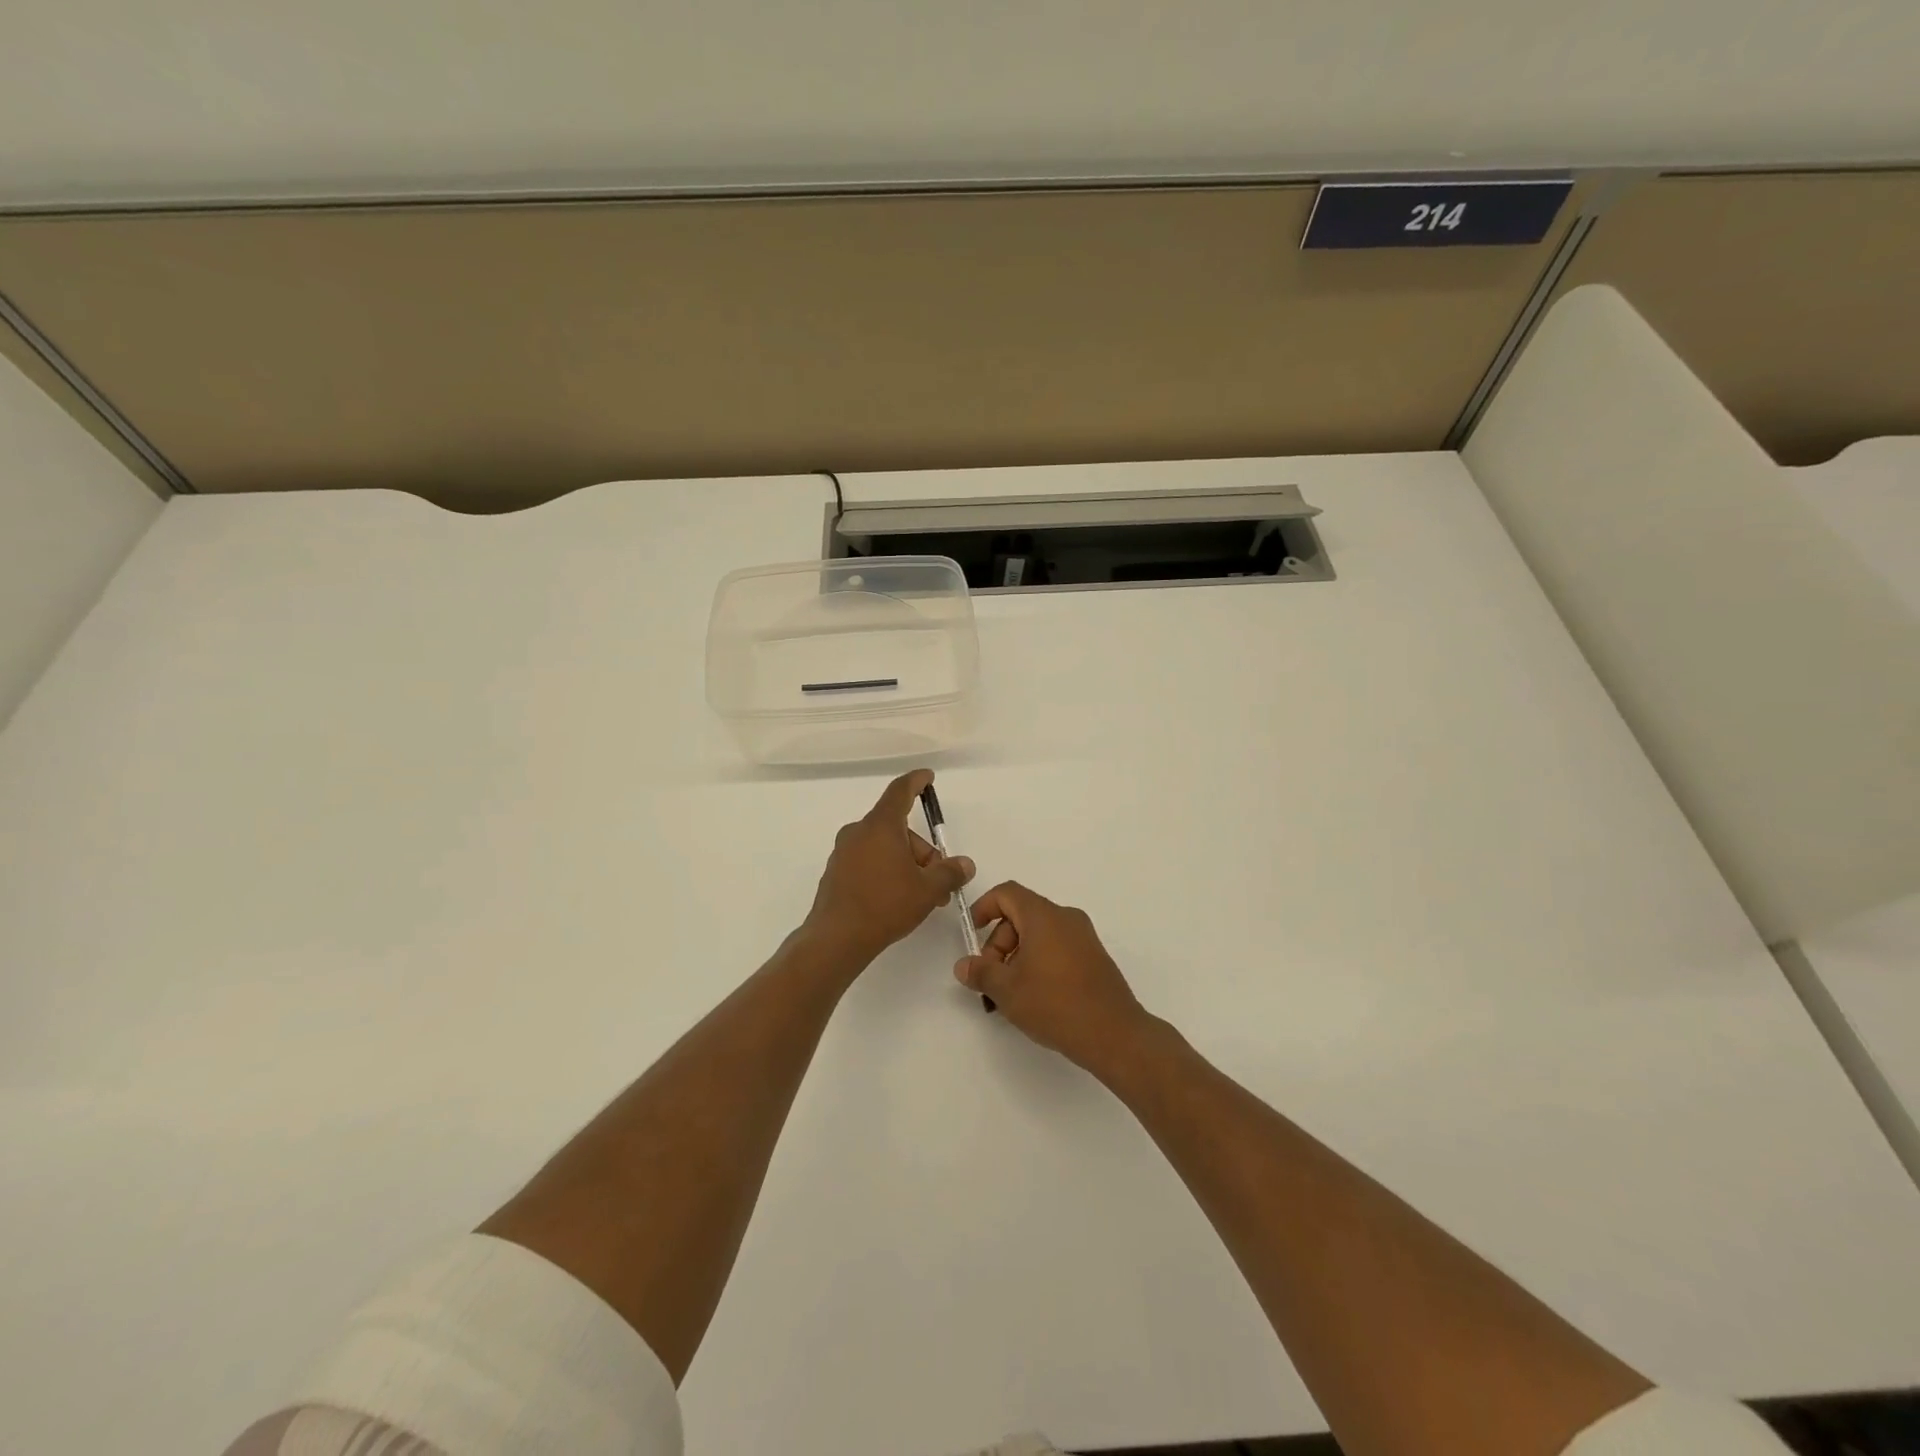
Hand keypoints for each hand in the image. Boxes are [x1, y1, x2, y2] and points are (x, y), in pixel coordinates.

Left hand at [803, 769, 974, 967]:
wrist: (836, 938)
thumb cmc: (885, 904)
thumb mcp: (927, 890)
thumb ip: (950, 872)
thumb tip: (965, 865)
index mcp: (881, 826)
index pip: (900, 791)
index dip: (916, 782)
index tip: (927, 776)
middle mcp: (859, 832)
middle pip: (898, 829)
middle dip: (923, 851)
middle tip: (940, 879)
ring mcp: (844, 852)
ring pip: (884, 848)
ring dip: (907, 865)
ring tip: (924, 897)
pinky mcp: (836, 873)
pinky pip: (869, 862)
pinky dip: (887, 872)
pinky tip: (898, 900)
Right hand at [956, 881, 1154, 1075]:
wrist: (1114, 1034)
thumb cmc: (1055, 1004)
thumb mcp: (1007, 990)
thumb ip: (981, 972)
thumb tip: (964, 965)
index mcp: (1044, 916)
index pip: (1007, 893)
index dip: (984, 908)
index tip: (972, 934)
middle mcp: (1066, 918)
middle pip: (1021, 915)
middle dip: (999, 943)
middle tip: (992, 979)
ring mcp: (1084, 937)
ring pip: (1039, 933)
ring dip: (1017, 956)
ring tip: (1011, 994)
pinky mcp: (1094, 957)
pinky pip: (1057, 947)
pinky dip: (1039, 962)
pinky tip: (1035, 996)